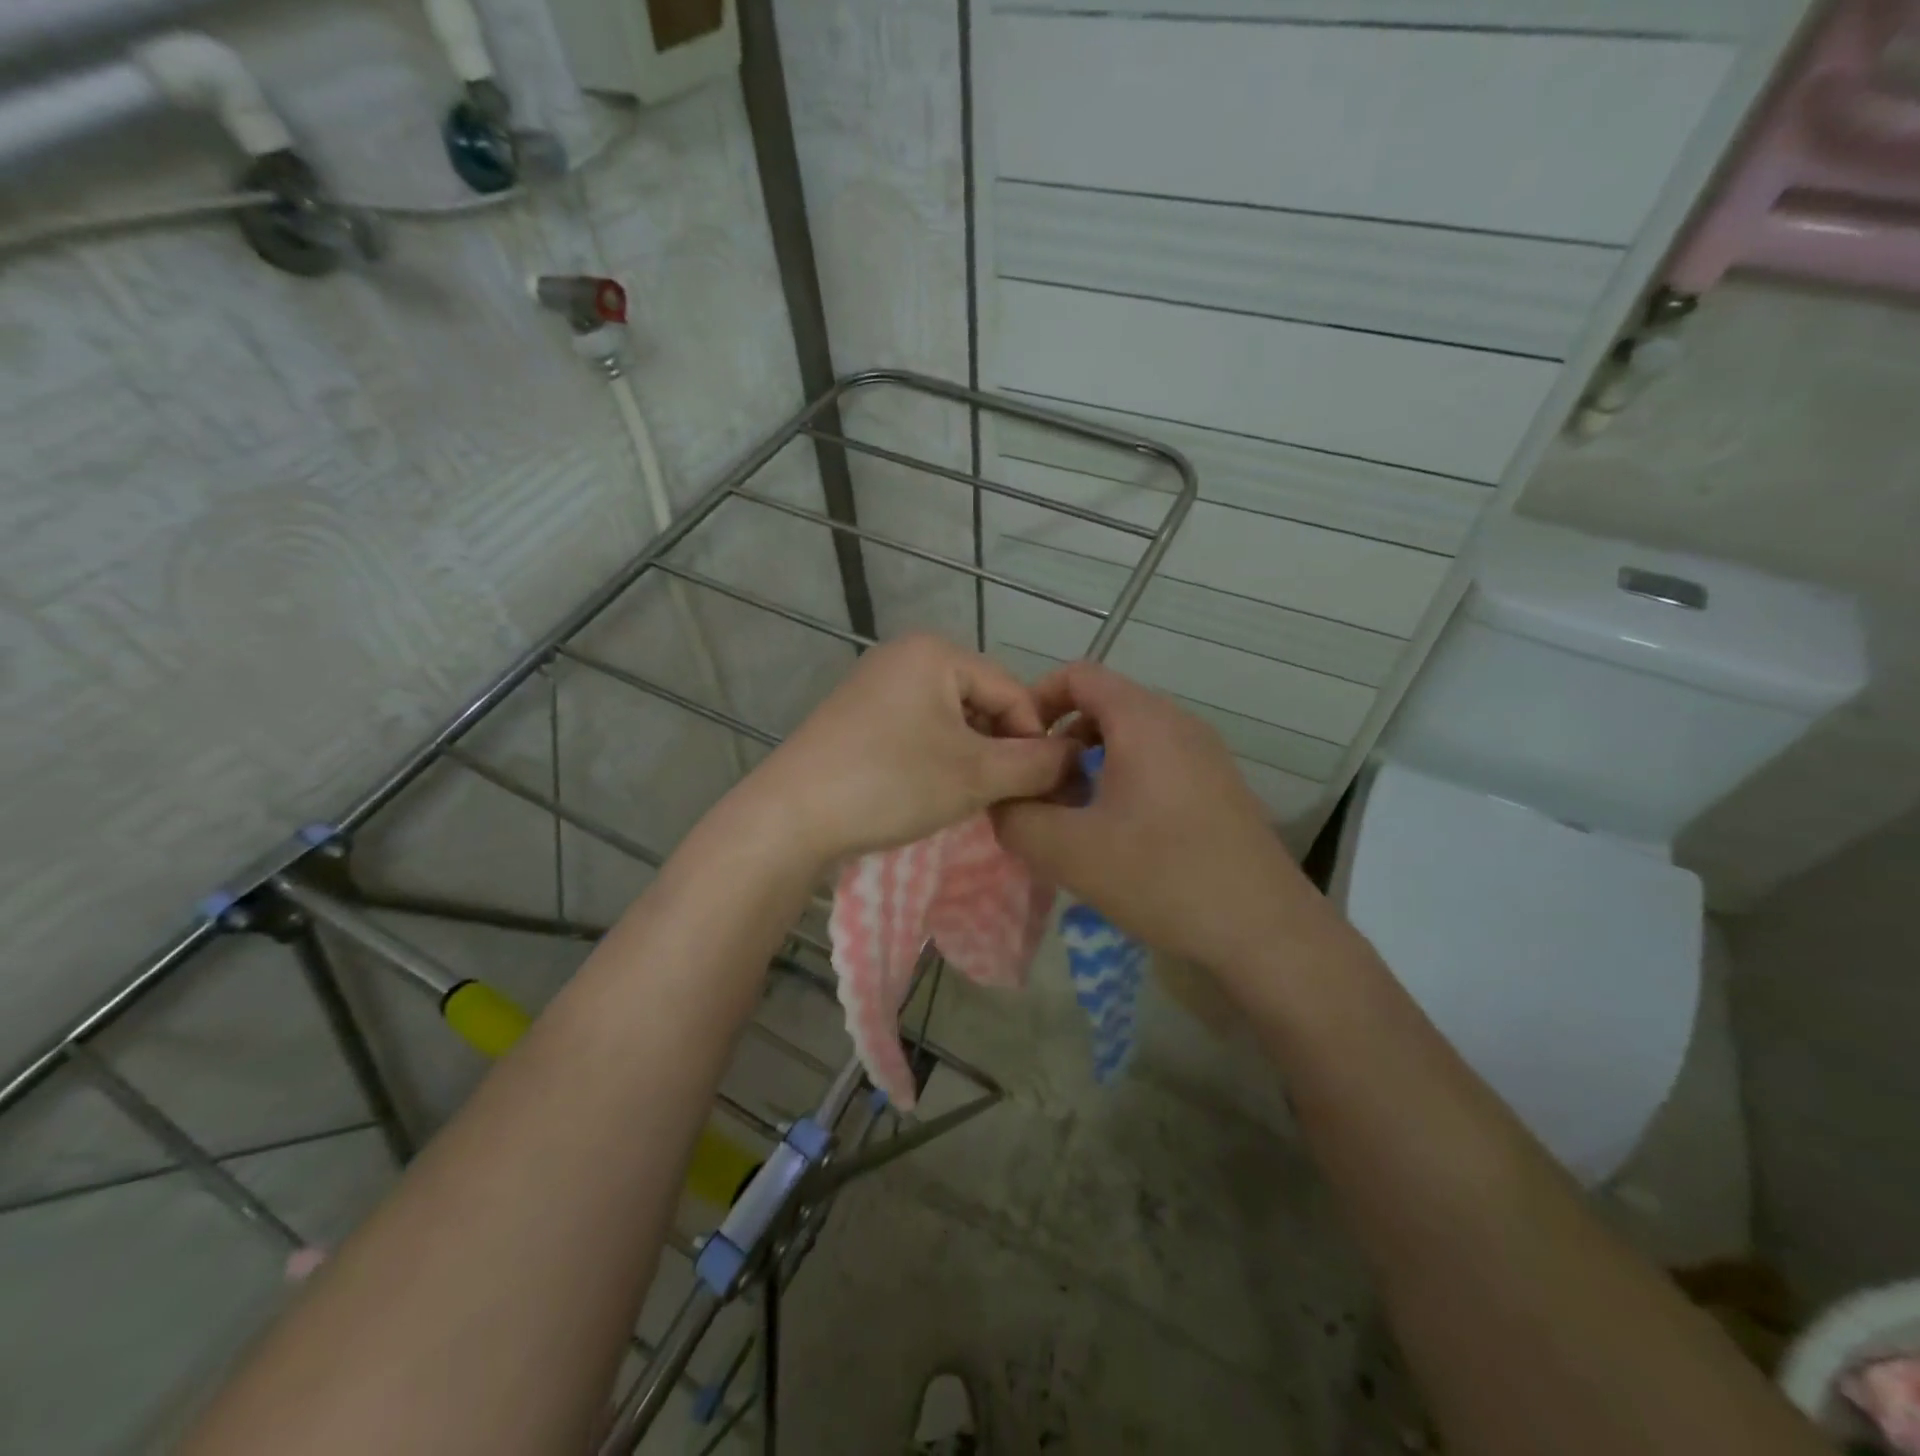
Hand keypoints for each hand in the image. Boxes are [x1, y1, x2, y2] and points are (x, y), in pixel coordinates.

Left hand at [743, 634, 1076, 865]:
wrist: (790, 817)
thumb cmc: (890, 783)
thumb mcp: (975, 775)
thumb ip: (1036, 764)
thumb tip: (1078, 758)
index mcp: (935, 652)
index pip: (1013, 692)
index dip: (1034, 741)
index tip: (1041, 788)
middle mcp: (904, 656)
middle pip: (982, 702)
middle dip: (1000, 750)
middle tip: (1004, 798)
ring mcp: (876, 685)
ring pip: (951, 721)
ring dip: (971, 759)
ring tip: (970, 800)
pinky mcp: (858, 717)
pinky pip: (918, 731)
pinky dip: (937, 760)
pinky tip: (931, 793)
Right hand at [991, 660, 1314, 969]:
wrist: (1264, 929)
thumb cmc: (1162, 877)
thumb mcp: (1069, 852)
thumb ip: (1016, 818)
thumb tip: (1000, 801)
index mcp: (1143, 721)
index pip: (1077, 676)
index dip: (1035, 702)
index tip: (1015, 748)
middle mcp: (1178, 722)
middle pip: (1103, 705)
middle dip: (1060, 741)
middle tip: (1038, 789)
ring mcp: (1204, 753)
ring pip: (1130, 736)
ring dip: (1090, 764)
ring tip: (1072, 814)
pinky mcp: (1218, 785)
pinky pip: (1157, 761)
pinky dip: (1123, 779)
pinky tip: (1116, 833)